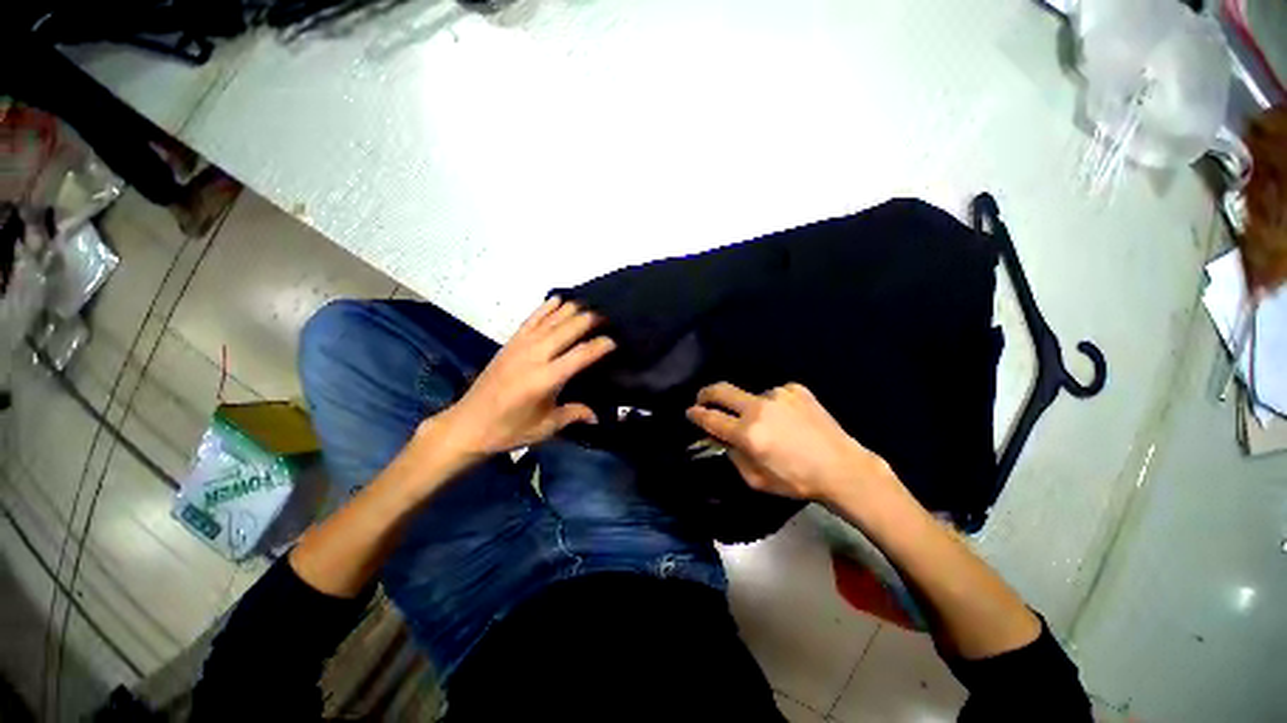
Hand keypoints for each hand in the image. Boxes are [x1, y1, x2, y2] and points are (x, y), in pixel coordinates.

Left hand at [428, 298, 614, 457]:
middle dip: (590, 320)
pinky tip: (559, 299)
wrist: (468, 425)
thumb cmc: (509, 430)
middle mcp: (535, 356)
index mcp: (546, 378)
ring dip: (572, 309)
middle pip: (568, 329)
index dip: (601, 345)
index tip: (616, 341)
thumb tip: (597, 415)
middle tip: (609, 317)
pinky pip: (532, 319)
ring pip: (552, 319)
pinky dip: (547, 307)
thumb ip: (574, 414)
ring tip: (591, 305)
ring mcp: (521, 345)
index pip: (581, 354)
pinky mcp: (510, 342)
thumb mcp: (546, 427)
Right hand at [686, 382, 889, 502]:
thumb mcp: (756, 479)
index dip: (696, 415)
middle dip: (706, 394)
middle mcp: (759, 408)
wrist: (842, 467)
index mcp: (748, 433)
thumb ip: (732, 455)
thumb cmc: (796, 480)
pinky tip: (786, 420)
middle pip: (721, 390)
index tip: (690, 412)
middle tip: (702, 399)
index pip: (711, 418)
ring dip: (749, 408)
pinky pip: (773, 395)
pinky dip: (772, 406)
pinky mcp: (795, 389)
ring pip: (750, 396)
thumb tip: (721, 436)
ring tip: (767, 425)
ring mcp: (778, 394)